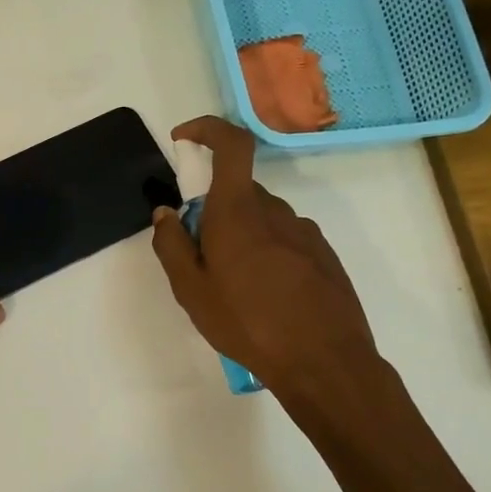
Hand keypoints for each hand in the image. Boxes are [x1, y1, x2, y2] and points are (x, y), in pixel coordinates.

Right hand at [149, 117, 380, 402]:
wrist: (325, 362)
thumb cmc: (248, 324)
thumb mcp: (192, 291)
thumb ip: (171, 245)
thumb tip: (165, 213)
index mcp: (238, 211)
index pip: (231, 144)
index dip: (207, 129)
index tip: (183, 140)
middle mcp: (275, 210)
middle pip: (238, 192)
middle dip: (215, 213)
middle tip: (203, 260)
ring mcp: (305, 231)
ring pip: (262, 219)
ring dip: (243, 238)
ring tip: (237, 290)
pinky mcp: (324, 255)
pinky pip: (285, 240)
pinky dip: (268, 254)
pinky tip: (268, 299)